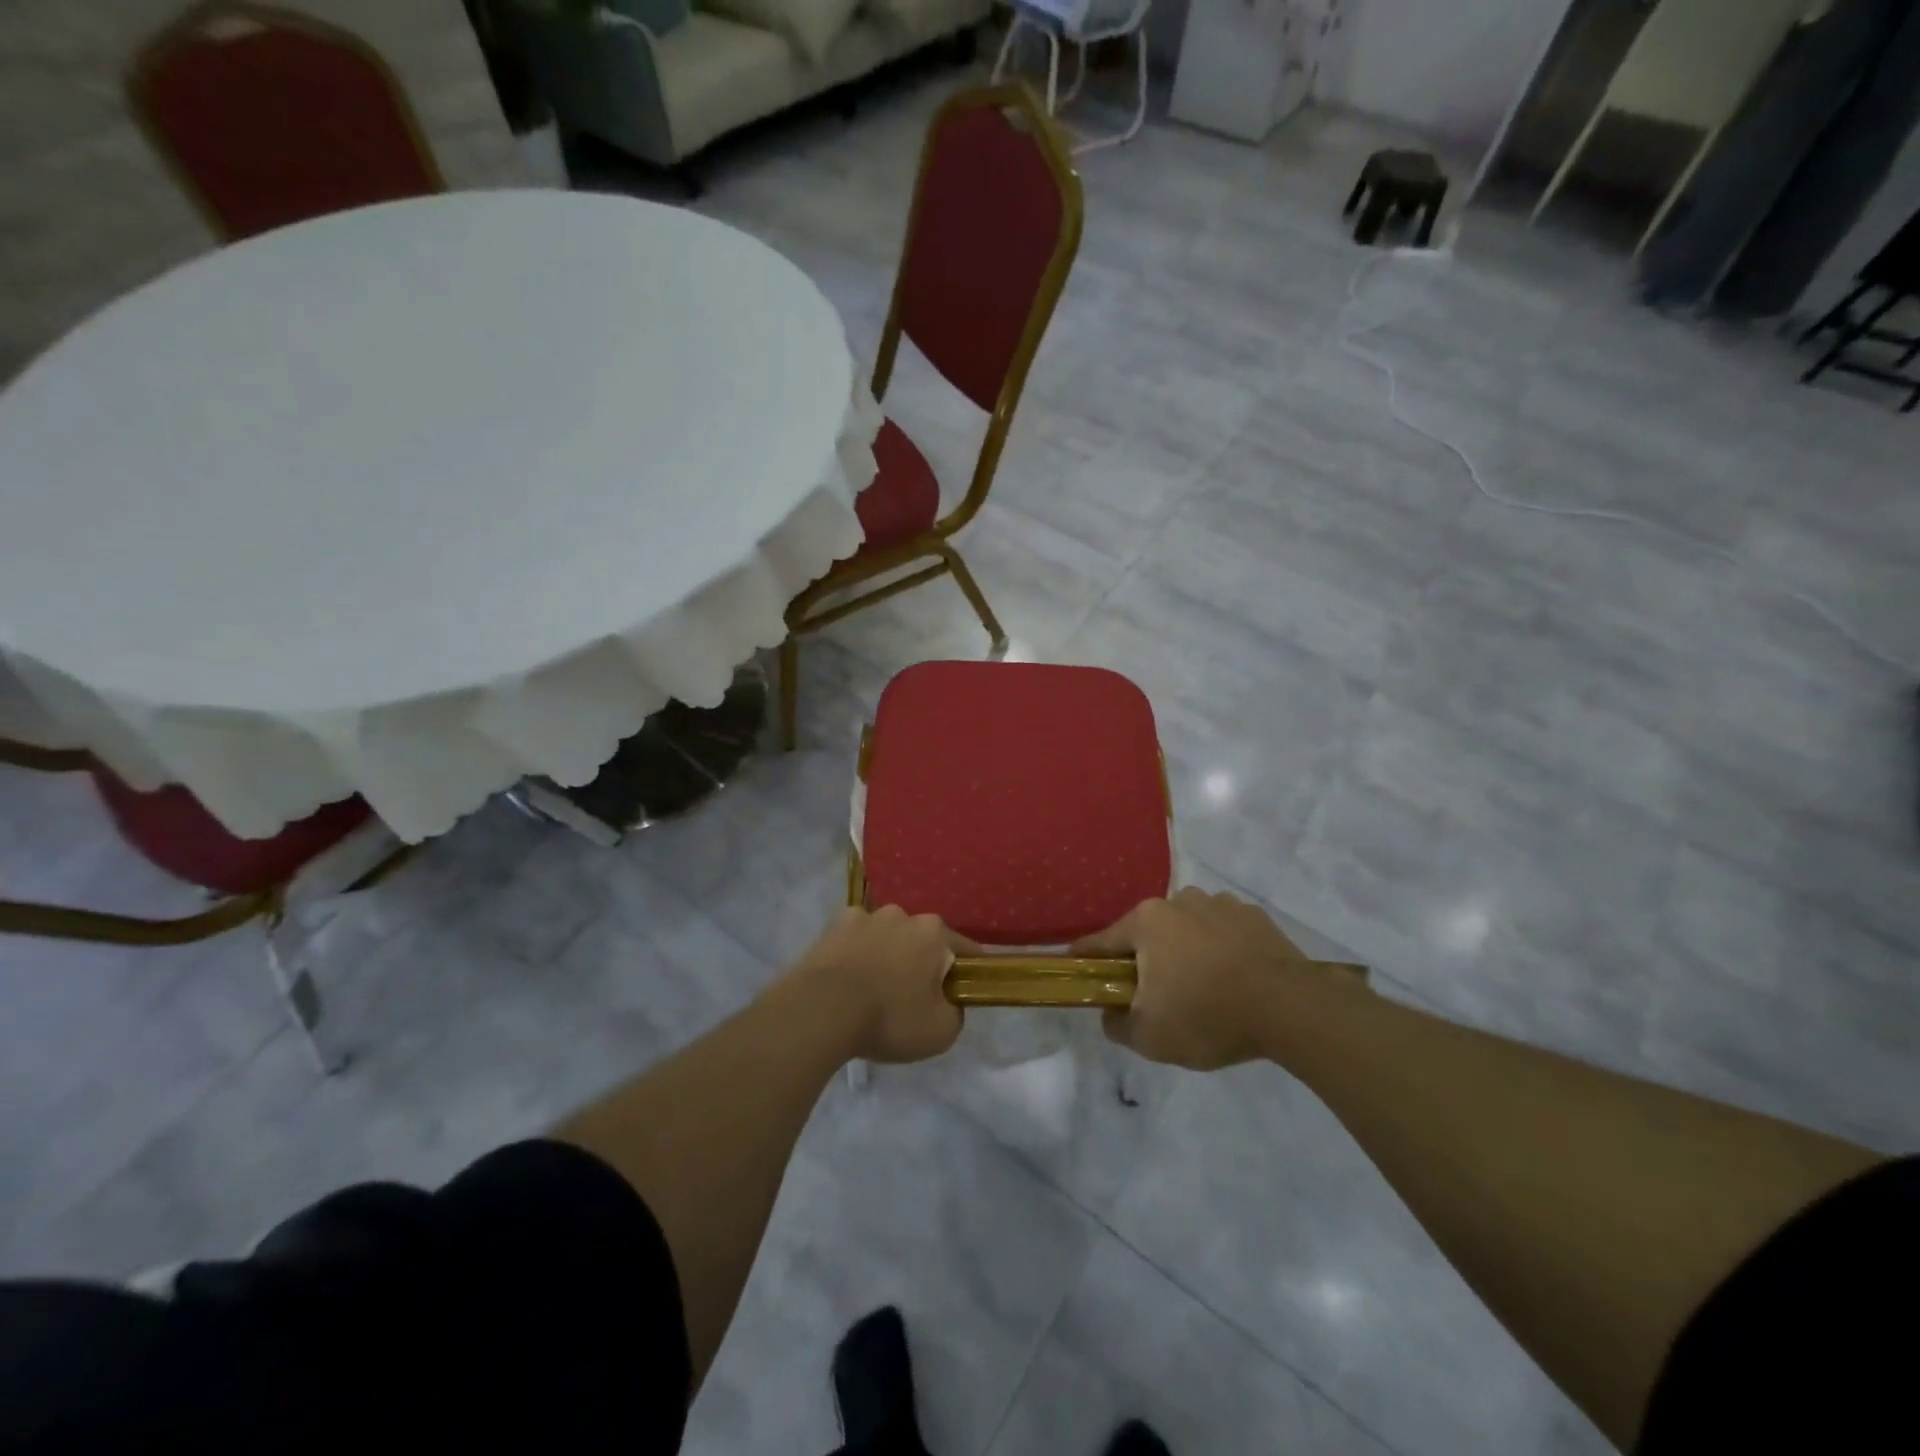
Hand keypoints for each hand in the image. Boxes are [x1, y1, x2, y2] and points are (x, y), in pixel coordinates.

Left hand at [791, 905, 975, 1063]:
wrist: (822, 1011)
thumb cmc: (889, 1018)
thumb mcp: (940, 1031)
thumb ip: (956, 1012)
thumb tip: (949, 1002)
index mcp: (934, 933)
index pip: (965, 949)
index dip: (966, 973)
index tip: (960, 993)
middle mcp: (902, 914)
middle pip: (922, 940)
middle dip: (921, 962)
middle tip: (911, 998)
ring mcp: (865, 915)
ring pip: (887, 936)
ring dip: (887, 954)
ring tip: (873, 989)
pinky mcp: (833, 925)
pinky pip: (855, 938)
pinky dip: (856, 953)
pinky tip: (848, 979)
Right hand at [1072, 887, 1329, 1069]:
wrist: (1291, 1008)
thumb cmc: (1208, 1017)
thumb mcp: (1150, 1037)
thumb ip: (1116, 1025)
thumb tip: (1110, 1013)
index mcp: (1146, 922)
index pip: (1102, 941)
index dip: (1086, 958)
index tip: (1077, 968)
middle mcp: (1179, 901)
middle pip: (1147, 933)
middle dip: (1145, 959)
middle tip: (1153, 995)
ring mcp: (1220, 904)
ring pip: (1186, 929)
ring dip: (1184, 951)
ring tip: (1202, 988)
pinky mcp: (1254, 916)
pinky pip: (1222, 932)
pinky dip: (1220, 950)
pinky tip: (1233, 979)